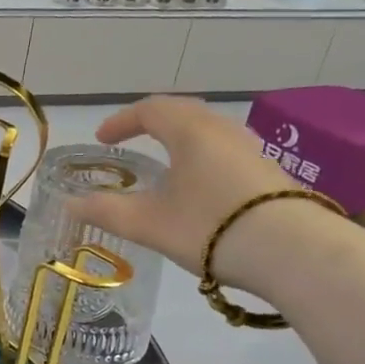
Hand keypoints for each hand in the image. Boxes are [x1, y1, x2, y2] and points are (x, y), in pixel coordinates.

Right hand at [73, 95, 297, 281]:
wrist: (294, 253)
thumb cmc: (209, 228)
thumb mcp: (148, 223)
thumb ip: (106, 211)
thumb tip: (71, 204)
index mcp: (189, 131)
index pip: (150, 110)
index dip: (121, 121)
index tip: (102, 139)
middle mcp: (222, 130)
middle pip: (182, 112)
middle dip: (151, 122)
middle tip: (131, 139)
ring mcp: (250, 149)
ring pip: (207, 130)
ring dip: (180, 138)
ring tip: (163, 162)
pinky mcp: (269, 172)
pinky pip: (225, 150)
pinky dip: (201, 156)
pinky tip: (198, 185)